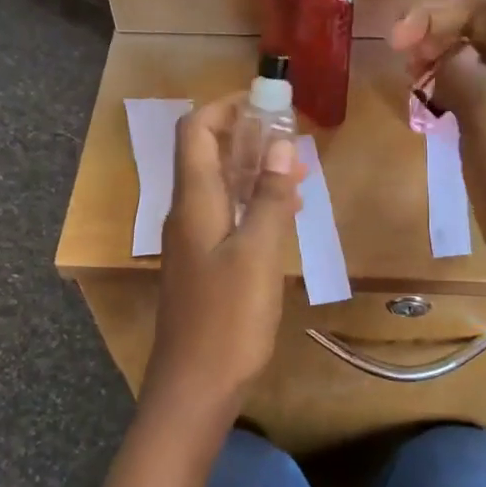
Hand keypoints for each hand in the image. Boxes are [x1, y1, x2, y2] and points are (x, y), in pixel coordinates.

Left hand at [140, 95, 304, 442]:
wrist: (194, 386)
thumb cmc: (228, 319)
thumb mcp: (259, 254)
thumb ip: (271, 198)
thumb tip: (281, 144)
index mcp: (194, 202)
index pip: (196, 131)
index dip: (225, 106)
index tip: (266, 100)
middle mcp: (187, 214)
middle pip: (207, 155)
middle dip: (246, 135)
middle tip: (291, 133)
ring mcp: (193, 241)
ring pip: (220, 187)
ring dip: (254, 169)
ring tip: (298, 169)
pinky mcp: (203, 265)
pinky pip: (226, 216)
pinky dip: (253, 202)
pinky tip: (285, 213)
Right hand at [390, 0, 485, 333]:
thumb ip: (460, 67)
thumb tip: (442, 57)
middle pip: (485, 19)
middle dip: (441, 20)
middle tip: (398, 42)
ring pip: (467, 59)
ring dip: (433, 55)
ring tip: (404, 72)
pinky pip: (460, 100)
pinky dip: (436, 93)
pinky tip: (413, 103)